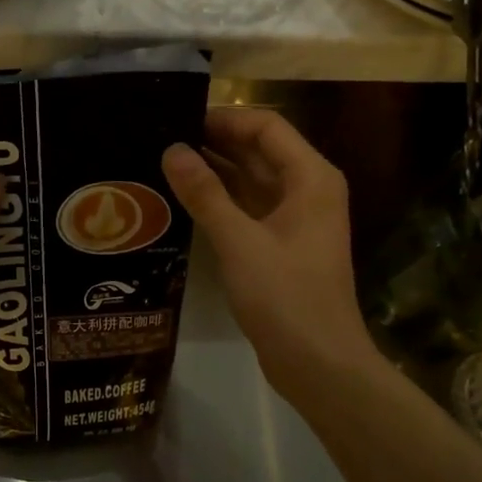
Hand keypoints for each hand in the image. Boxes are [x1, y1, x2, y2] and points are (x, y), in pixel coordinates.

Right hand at [162, 109, 377, 399]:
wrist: (319, 364)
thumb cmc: (285, 296)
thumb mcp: (239, 241)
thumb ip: (205, 193)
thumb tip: (172, 150)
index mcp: (311, 178)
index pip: (266, 127)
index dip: (224, 118)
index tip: (178, 118)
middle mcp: (308, 189)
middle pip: (260, 150)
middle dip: (215, 142)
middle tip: (163, 137)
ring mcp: (296, 218)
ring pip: (252, 179)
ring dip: (215, 170)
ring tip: (165, 162)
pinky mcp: (282, 243)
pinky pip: (249, 207)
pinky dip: (221, 199)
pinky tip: (184, 198)